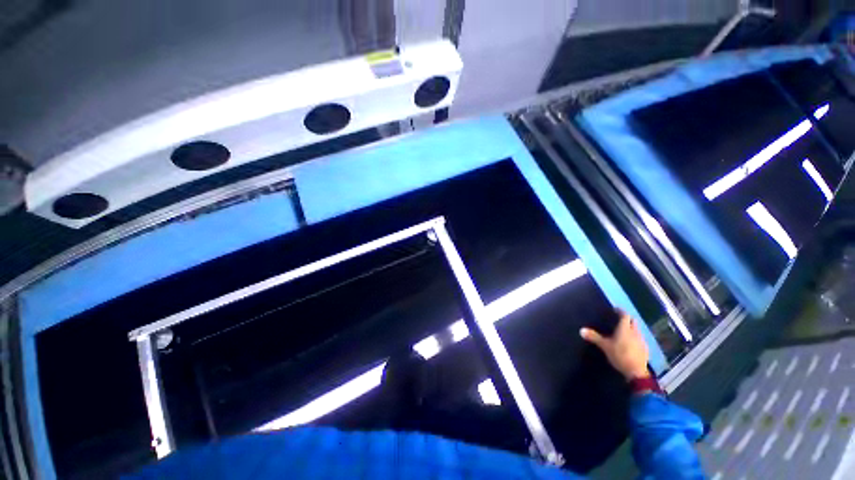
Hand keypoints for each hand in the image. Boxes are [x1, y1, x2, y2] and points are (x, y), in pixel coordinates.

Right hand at [580, 309, 649, 380]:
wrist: (636, 372)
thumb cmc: (619, 355)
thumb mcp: (604, 346)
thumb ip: (594, 337)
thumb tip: (581, 330)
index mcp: (625, 328)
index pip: (625, 315)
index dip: (620, 311)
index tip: (615, 309)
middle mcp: (635, 332)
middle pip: (633, 321)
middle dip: (627, 319)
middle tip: (619, 320)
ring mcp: (642, 340)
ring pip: (637, 330)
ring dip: (631, 328)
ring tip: (623, 332)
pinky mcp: (645, 348)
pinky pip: (639, 339)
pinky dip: (635, 337)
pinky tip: (630, 343)